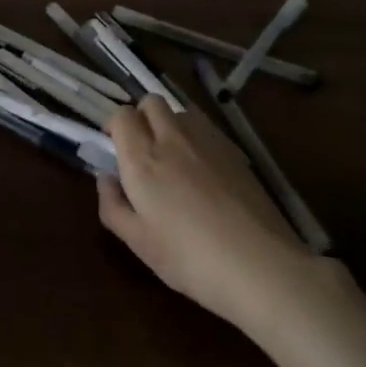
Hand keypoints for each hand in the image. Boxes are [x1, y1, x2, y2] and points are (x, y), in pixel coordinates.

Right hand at [97, 95, 313, 329]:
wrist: (259, 264)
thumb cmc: (189, 258)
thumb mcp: (138, 242)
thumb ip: (113, 205)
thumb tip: (106, 177)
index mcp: (142, 159)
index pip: (121, 115)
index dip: (114, 125)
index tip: (115, 148)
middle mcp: (172, 139)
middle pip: (151, 101)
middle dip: (141, 116)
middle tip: (142, 149)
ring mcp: (207, 141)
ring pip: (181, 111)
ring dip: (170, 123)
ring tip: (174, 157)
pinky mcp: (234, 151)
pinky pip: (206, 128)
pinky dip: (196, 137)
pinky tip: (204, 170)